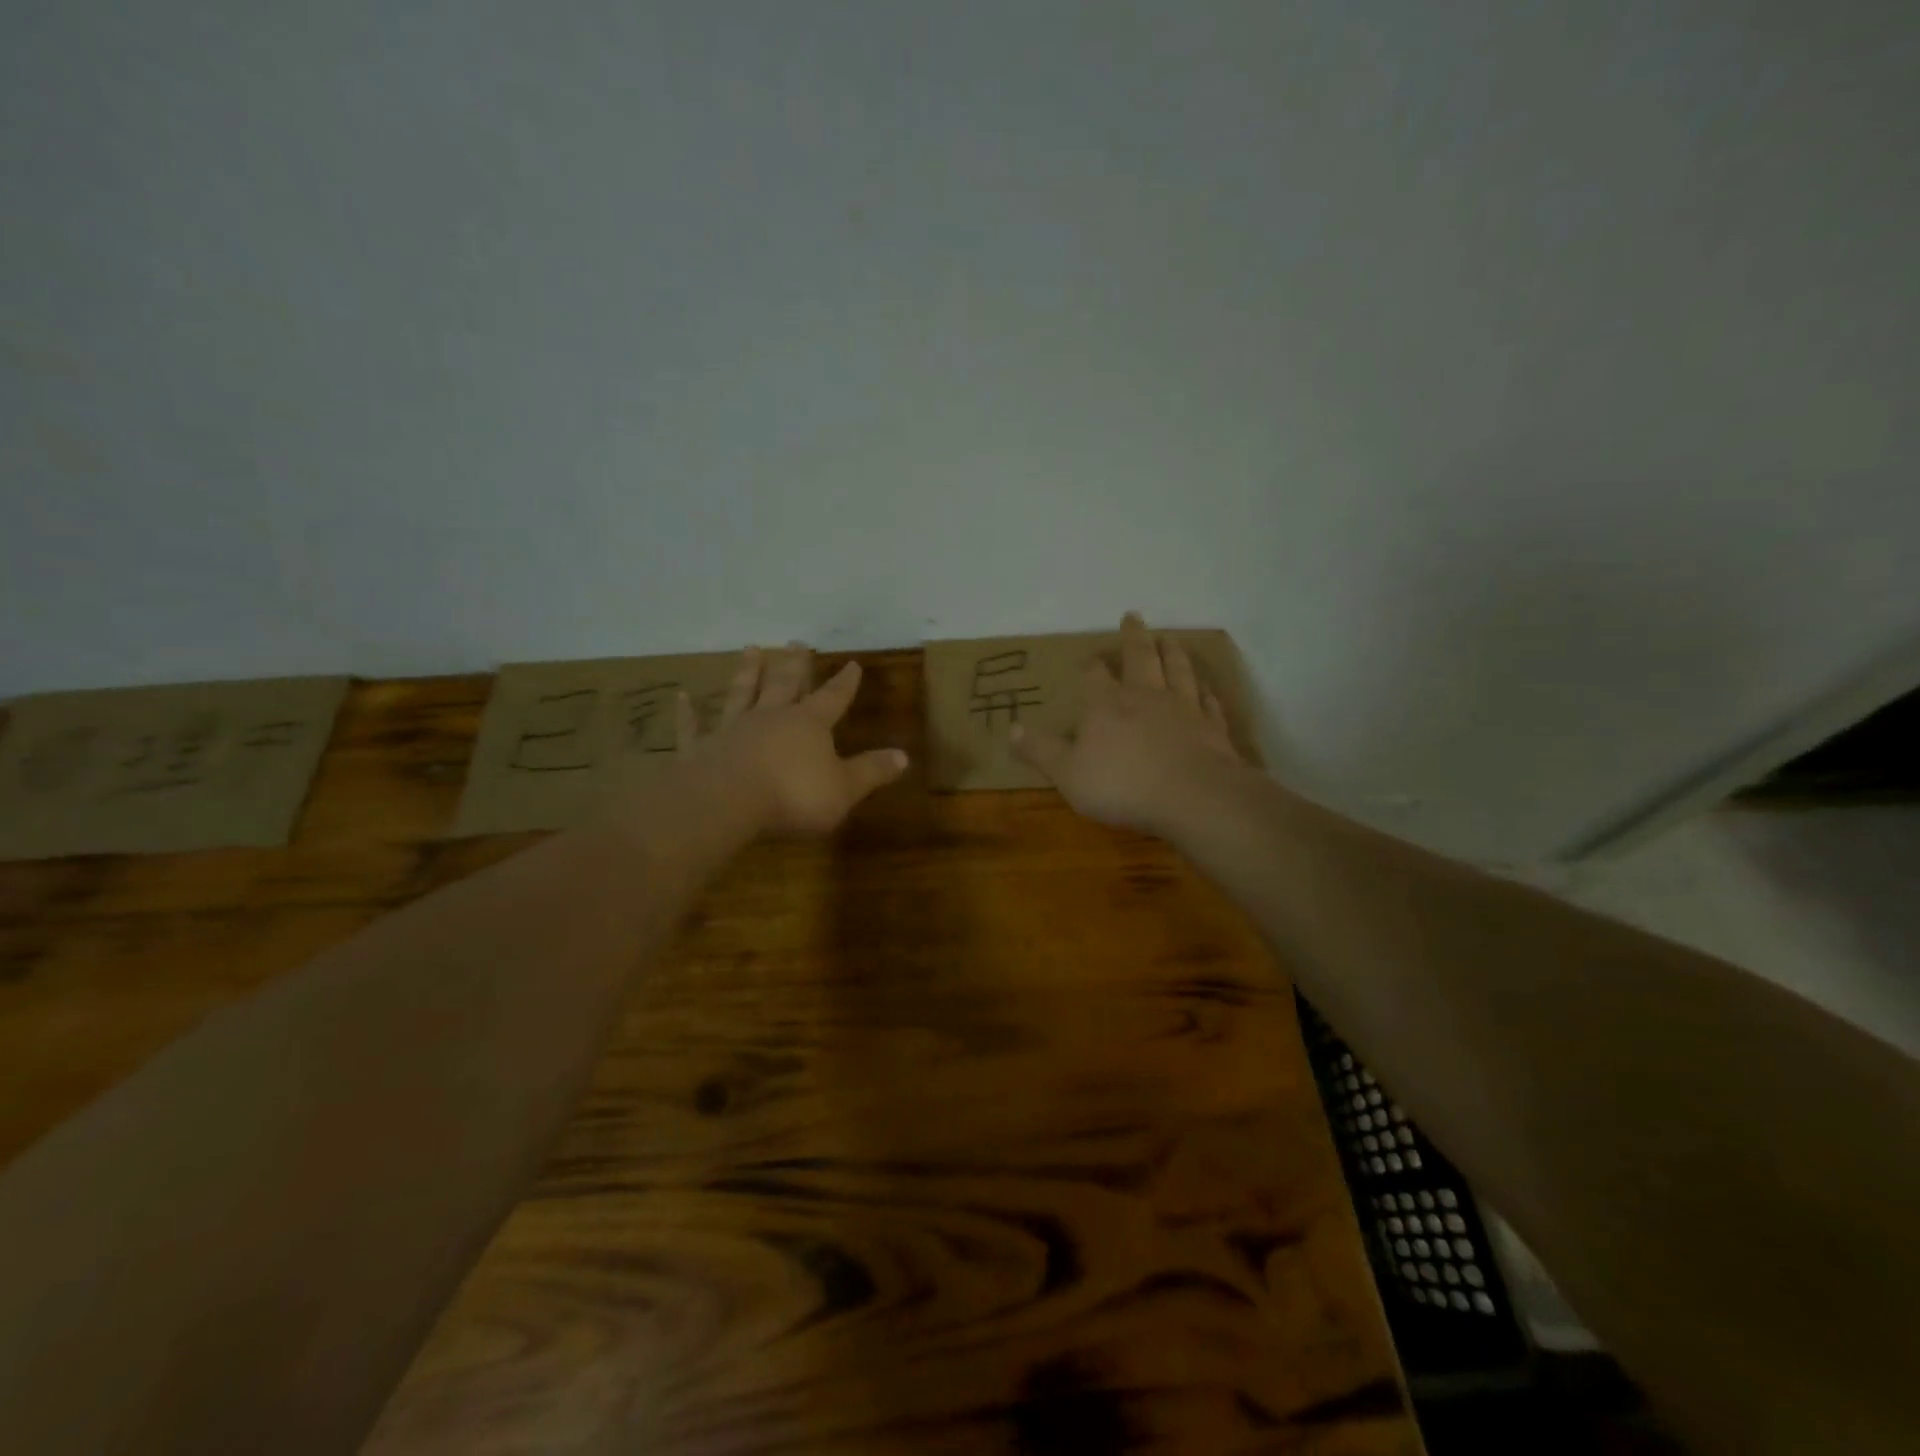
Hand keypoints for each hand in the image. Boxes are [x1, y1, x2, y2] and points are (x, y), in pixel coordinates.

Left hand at [675, 645, 908, 835]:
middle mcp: (771, 717)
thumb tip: (904, 756)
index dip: (844, 683)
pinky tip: (682, 696)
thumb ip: (871, 771)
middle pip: (785, 684)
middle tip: (796, 642)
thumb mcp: (844, 789)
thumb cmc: (793, 796)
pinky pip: (694, 726)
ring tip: (750, 648)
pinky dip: (688, 712)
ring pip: (742, 693)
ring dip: (747, 672)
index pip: (832, 698)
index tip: (852, 663)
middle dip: (794, 665)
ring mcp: (733, 729)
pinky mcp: (701, 748)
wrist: (727, 804)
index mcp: (809, 724)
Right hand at [1010, 613, 1243, 834]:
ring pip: (1178, 670)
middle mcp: (1146, 696)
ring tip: (1170, 638)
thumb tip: (1012, 728)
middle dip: (1134, 636)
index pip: (1095, 675)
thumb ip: (1040, 750)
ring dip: (1173, 652)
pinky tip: (1206, 687)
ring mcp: (1184, 708)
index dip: (1089, 665)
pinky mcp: (1212, 727)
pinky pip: (1208, 701)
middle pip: (1141, 657)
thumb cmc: (1122, 785)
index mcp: (1107, 704)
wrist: (1193, 796)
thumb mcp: (1068, 773)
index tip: (1087, 657)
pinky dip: (1206, 691)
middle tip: (1133, 617)